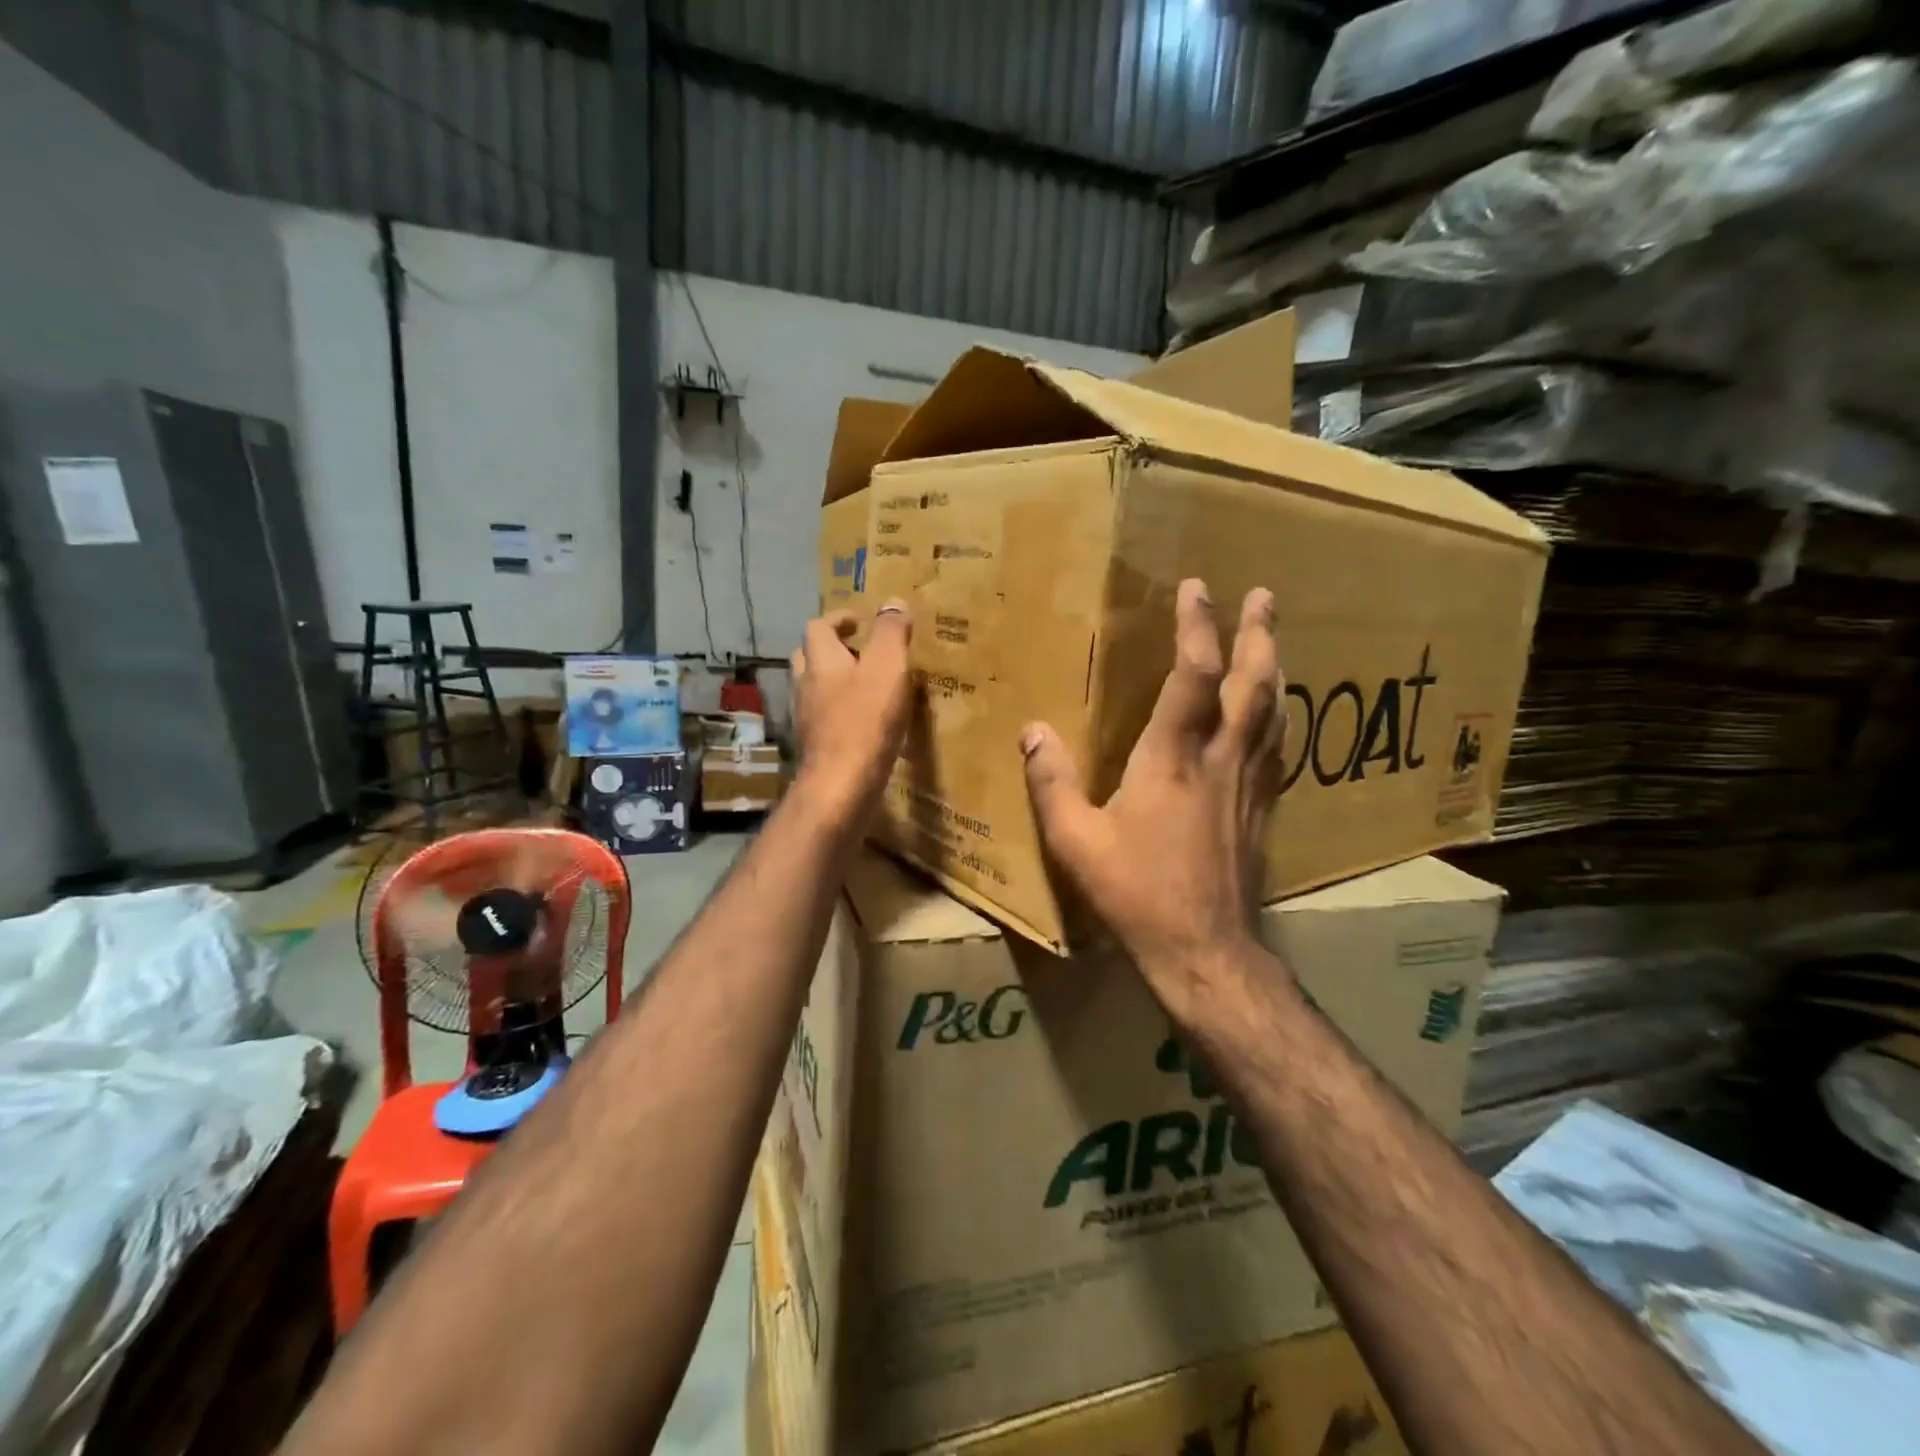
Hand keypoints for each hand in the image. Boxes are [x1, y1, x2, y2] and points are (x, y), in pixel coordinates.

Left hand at [790, 600, 914, 824]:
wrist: (842, 784)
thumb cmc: (865, 720)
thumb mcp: (887, 667)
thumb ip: (890, 632)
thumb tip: (893, 602)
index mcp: (820, 660)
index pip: (819, 626)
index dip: (839, 619)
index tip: (862, 622)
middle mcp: (805, 685)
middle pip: (809, 657)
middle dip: (832, 650)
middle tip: (862, 653)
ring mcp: (806, 718)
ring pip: (815, 690)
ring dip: (835, 683)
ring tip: (867, 687)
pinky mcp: (816, 746)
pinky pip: (824, 719)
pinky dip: (840, 712)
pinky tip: (864, 723)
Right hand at [1021, 579, 1286, 1016]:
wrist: (1205, 950)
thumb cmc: (1137, 894)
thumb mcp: (1076, 842)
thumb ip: (1052, 784)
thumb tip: (1032, 731)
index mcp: (1172, 760)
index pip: (1193, 676)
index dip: (1197, 627)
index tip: (1197, 587)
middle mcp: (1220, 760)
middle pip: (1253, 684)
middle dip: (1258, 633)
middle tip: (1264, 594)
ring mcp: (1249, 785)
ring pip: (1274, 712)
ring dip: (1275, 666)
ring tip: (1274, 637)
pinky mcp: (1263, 810)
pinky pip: (1278, 748)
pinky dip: (1280, 716)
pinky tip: (1279, 712)